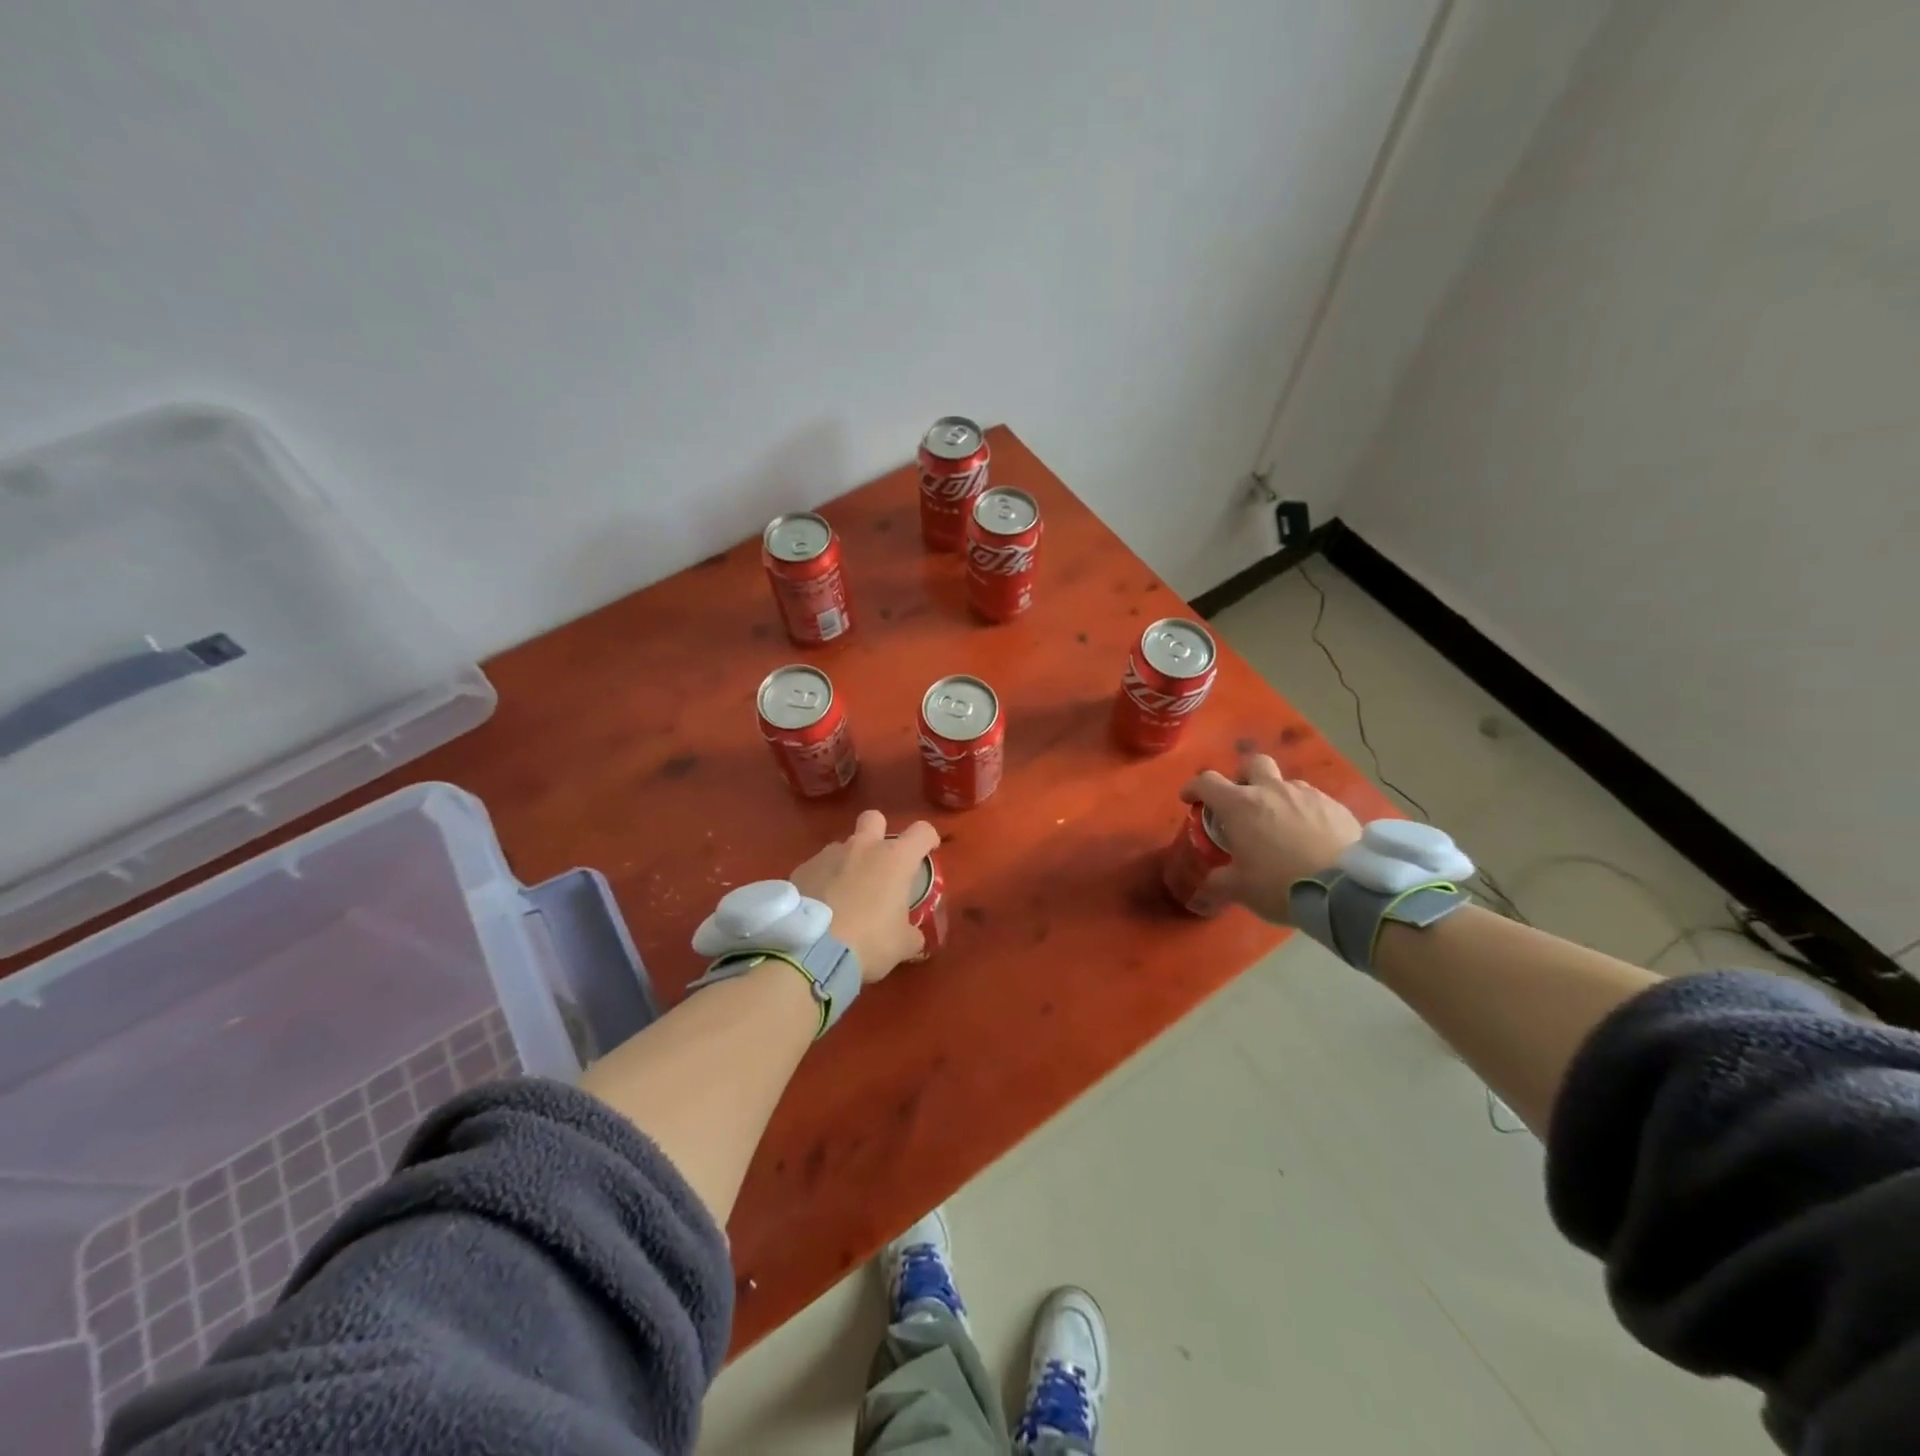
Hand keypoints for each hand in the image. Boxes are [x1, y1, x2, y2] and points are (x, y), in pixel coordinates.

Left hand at [791, 810, 940, 983]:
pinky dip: (822, 881)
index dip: (928, 839)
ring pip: (843, 847)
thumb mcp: (902, 945)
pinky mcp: (801, 869)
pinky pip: (818, 868)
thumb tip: (914, 938)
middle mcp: (863, 847)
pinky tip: (820, 908)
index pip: (922, 831)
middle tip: (880, 863)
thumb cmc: (869, 941)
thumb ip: (912, 935)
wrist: (809, 951)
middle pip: (874, 818)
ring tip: (844, 896)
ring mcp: (828, 855)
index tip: (927, 852)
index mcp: (895, 859)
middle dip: (879, 832)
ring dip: (848, 863)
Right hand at [1180, 754, 1362, 922]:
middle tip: (1242, 802)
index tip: (1189, 799)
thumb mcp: (1241, 889)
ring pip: (1286, 783)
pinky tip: (1311, 836)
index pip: (1207, 782)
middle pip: (1252, 764)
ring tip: (1281, 826)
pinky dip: (1305, 812)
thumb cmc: (1282, 884)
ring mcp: (1307, 795)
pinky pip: (1313, 801)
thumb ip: (1220, 881)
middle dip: (1242, 777)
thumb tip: (1210, 882)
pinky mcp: (1336, 806)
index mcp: (1241, 806)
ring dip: (1277, 797)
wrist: (1347, 889)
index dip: (1194, 787)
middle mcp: (1272, 790)